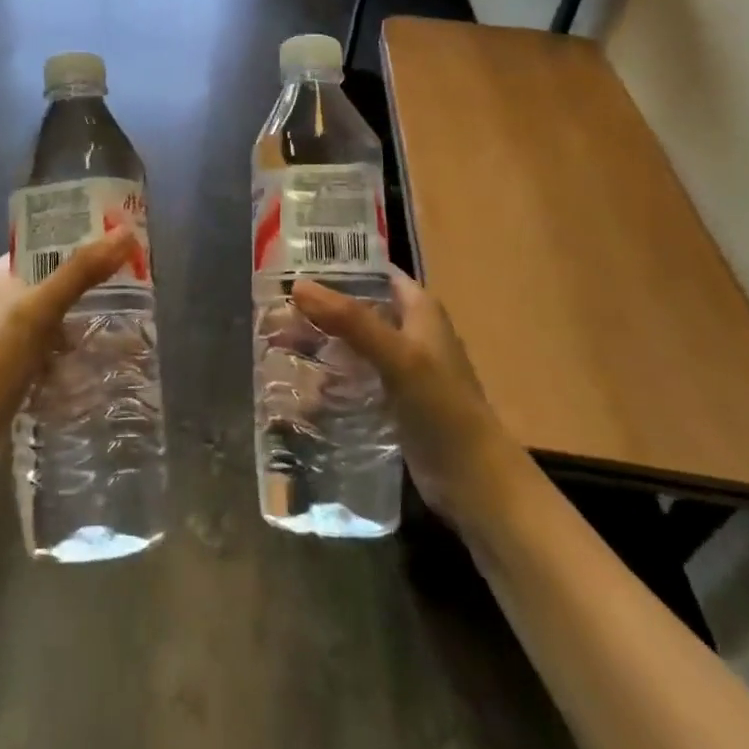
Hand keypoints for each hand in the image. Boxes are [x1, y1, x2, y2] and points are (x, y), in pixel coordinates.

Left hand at [0, 231, 135, 454]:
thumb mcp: (42, 307)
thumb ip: (82, 270)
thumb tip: (126, 232)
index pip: (43, 248)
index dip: (78, 244)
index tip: (117, 247)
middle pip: (50, 284)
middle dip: (85, 288)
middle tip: (129, 289)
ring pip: (50, 321)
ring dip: (78, 325)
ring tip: (121, 328)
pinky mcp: (6, 371)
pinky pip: (45, 353)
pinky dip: (66, 356)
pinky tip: (93, 364)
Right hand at [291, 270, 500, 527]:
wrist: (473, 481)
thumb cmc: (442, 407)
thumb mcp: (398, 356)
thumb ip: (350, 320)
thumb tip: (298, 286)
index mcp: (419, 309)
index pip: (373, 272)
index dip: (337, 267)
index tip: (292, 266)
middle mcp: (409, 332)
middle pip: (357, 308)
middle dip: (319, 309)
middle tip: (274, 311)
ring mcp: (401, 368)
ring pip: (352, 343)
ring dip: (320, 342)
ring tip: (276, 342)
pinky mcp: (391, 401)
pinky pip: (353, 377)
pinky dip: (329, 375)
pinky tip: (300, 382)